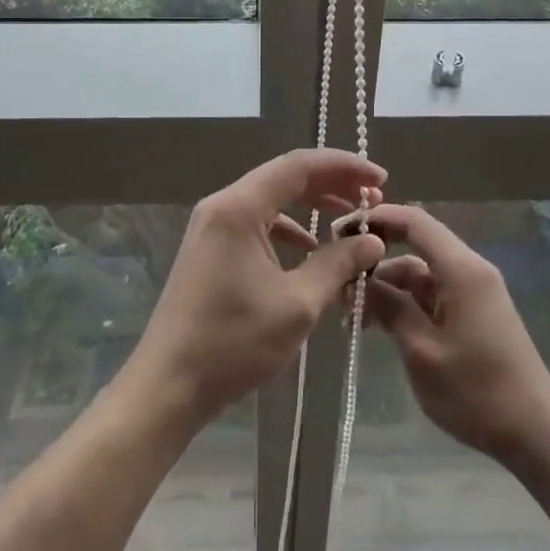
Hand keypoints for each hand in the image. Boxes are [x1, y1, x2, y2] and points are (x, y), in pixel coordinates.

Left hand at [126, 150, 387, 425]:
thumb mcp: (297, 304)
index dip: (344, 167)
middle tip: (372, 200)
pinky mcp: (210, 250)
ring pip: (271, 201)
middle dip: (331, 185)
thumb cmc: (233, 342)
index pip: (299, 165)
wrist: (168, 385)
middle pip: (285, 177)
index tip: (380, 179)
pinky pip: (256, 224)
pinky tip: (309, 250)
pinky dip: (288, 230)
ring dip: (312, 207)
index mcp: (239, 207)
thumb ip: (337, 264)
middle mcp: (222, 206)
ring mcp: (212, 227)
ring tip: (349, 223)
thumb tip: (372, 241)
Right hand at [356, 204, 549, 467]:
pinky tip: (380, 326)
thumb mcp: (422, 351)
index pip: (415, 222)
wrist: (535, 434)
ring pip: (420, 274)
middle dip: (376, 261)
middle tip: (340, 283)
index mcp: (462, 270)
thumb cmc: (476, 392)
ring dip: (387, 288)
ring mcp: (473, 293)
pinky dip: (405, 304)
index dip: (377, 219)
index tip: (341, 231)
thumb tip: (361, 279)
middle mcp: (470, 271)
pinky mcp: (474, 313)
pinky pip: (432, 295)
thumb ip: (391, 308)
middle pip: (415, 247)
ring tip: (353, 317)